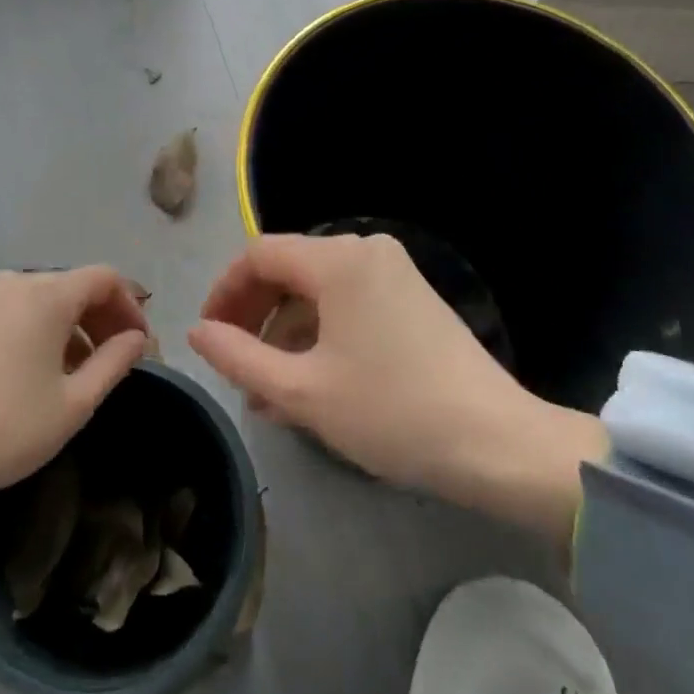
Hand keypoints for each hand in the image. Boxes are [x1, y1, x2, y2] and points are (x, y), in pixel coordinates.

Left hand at [0, 267, 150, 498]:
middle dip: (101, 316)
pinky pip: (12, 309)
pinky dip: (36, 327)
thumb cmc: (6, 426)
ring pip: (41, 298)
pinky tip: (34, 368)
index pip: (104, 278)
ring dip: (69, 324)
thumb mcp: (74, 403)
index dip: (130, 306)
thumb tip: (136, 339)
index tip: (139, 344)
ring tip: (76, 369)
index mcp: (48, 295)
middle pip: (73, 285)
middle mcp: (15, 282)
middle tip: (115, 357)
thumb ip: (114, 363)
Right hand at [190, 233, 604, 543]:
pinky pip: (347, 302)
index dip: (224, 291)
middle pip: (288, 269)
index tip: (207, 334)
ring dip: (285, 331)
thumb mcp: (301, 392)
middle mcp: (365, 249)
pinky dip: (320, 333)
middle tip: (232, 362)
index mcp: (336, 259)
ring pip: (317, 290)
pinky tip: (308, 381)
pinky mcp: (412, 297)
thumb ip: (238, 356)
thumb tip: (196, 331)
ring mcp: (394, 271)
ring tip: (266, 389)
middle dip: (253, 314)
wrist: (497, 444)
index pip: (258, 255)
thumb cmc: (391, 412)